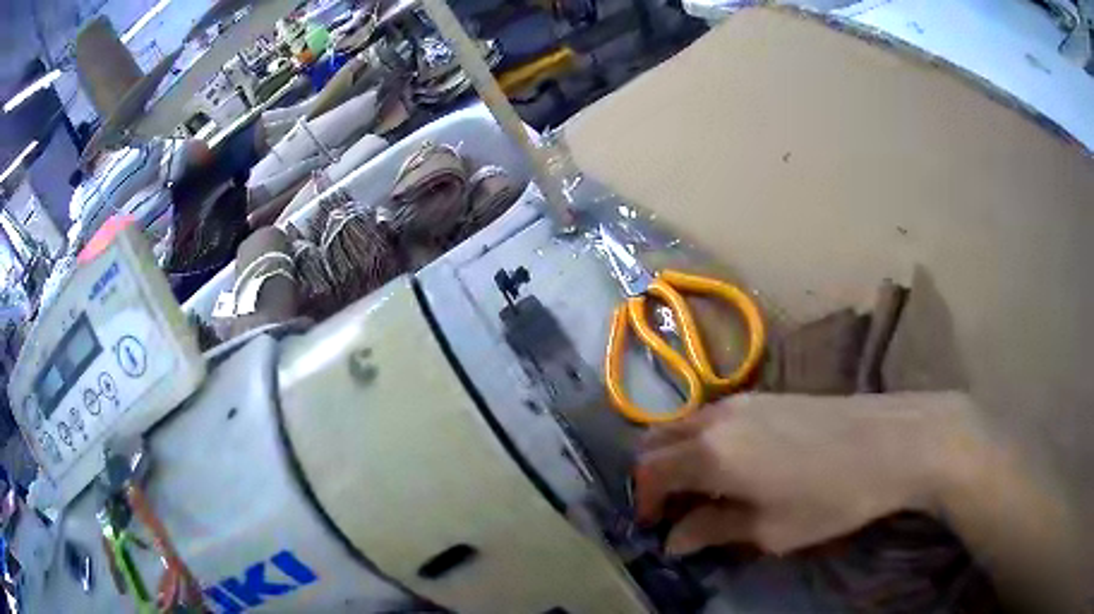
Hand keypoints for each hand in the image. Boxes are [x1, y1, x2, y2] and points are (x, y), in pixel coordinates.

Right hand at [634, 393, 973, 555]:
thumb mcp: (768, 529)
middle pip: (658, 440)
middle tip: (673, 509)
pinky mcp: (767, 395)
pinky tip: (736, 466)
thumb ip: (713, 531)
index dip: (645, 503)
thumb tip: (675, 541)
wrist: (890, 442)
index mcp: (711, 453)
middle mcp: (717, 417)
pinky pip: (715, 417)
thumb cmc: (829, 496)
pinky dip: (705, 442)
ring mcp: (742, 400)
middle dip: (654, 476)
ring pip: (686, 425)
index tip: (657, 528)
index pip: (651, 472)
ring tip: (704, 491)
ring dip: (680, 457)